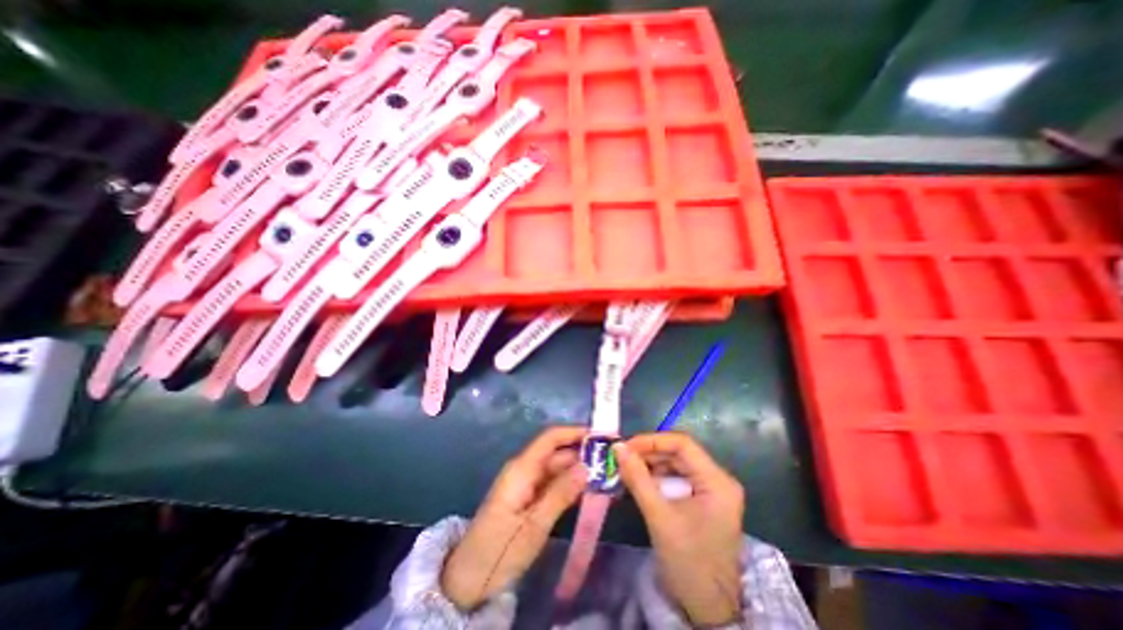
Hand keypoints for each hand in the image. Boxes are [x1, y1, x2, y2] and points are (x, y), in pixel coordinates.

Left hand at [441, 426, 587, 608]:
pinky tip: (587, 491)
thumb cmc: (499, 551)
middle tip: (610, 462)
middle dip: (582, 453)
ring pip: (556, 468)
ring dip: (578, 470)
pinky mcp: (527, 496)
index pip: (551, 438)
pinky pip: (551, 483)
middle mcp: (524, 469)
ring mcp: (525, 483)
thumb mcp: (534, 526)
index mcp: (522, 468)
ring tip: (605, 476)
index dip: (575, 433)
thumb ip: (561, 494)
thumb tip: (586, 466)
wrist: (467, 579)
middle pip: (556, 452)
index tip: (600, 437)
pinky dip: (569, 484)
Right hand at [613, 430, 743, 627]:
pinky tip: (639, 482)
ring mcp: (711, 490)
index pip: (683, 444)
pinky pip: (676, 478)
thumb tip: (617, 447)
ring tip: (627, 469)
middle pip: (679, 453)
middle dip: (649, 453)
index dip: (652, 441)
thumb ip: (637, 478)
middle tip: (622, 458)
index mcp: (717, 482)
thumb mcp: (659, 517)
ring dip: (651, 465)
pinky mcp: (702, 500)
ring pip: (676, 464)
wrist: (708, 610)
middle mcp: (718, 480)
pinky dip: (657, 478)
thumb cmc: (688, 563)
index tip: (626, 446)